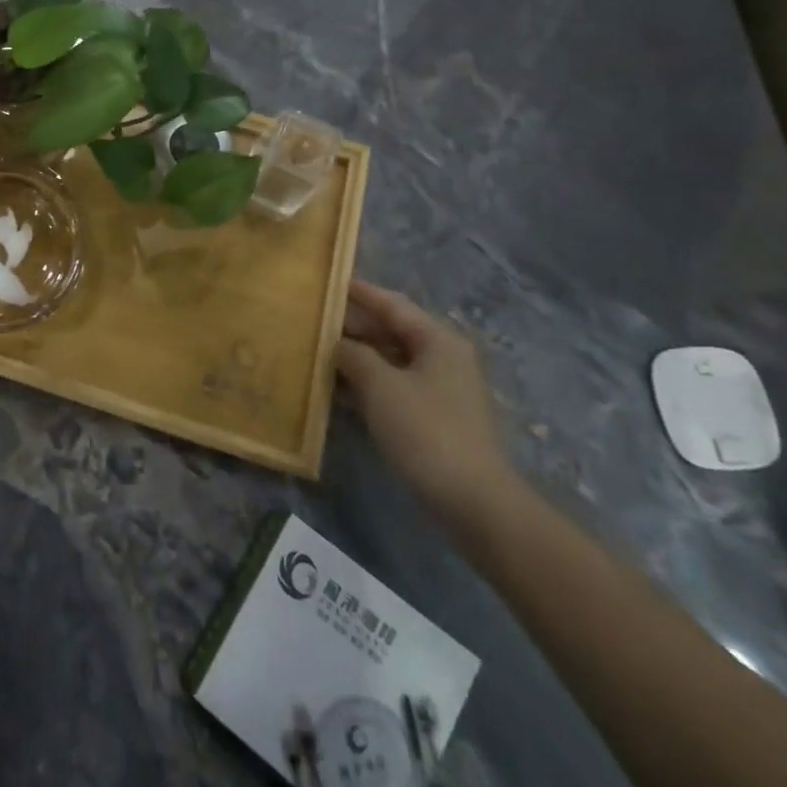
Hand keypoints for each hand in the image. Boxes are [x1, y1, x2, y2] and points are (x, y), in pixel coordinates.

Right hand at [334, 279, 516, 529]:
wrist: (474, 503)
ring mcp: (441, 391)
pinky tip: (337, 392)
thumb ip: (353, 354)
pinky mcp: (435, 420)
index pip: (391, 304)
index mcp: (437, 340)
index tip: (327, 282)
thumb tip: (337, 343)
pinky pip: (394, 389)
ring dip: (356, 358)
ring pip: (390, 362)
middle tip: (313, 320)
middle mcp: (442, 358)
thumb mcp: (380, 385)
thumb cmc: (426, 431)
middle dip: (352, 327)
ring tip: (316, 353)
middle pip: (391, 331)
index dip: (358, 292)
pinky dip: (367, 386)